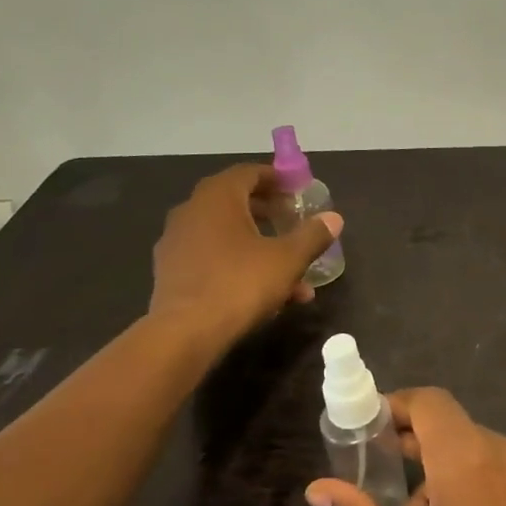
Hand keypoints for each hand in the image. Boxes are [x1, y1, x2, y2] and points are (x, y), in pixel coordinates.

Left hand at [147, 163, 341, 349]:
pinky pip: (212, 258)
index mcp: (218, 198)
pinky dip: (238, 266)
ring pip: (226, 236)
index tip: (297, 191)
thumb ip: (312, 235)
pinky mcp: (171, 272)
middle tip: (293, 223)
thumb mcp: (287, 259)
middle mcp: (191, 211)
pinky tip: (265, 295)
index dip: (276, 178)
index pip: (248, 173)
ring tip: (291, 274)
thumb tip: (334, 218)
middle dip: (269, 214)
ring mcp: (177, 242)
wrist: (185, 332)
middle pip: (235, 203)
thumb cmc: (240, 284)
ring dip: (259, 247)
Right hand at [304, 388, 505, 505]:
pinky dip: (476, 497)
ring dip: (444, 490)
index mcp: (474, 462)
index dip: (396, 410)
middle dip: (414, 467)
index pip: (431, 404)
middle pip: (452, 437)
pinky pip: (504, 479)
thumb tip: (318, 488)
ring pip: (478, 461)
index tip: (366, 437)